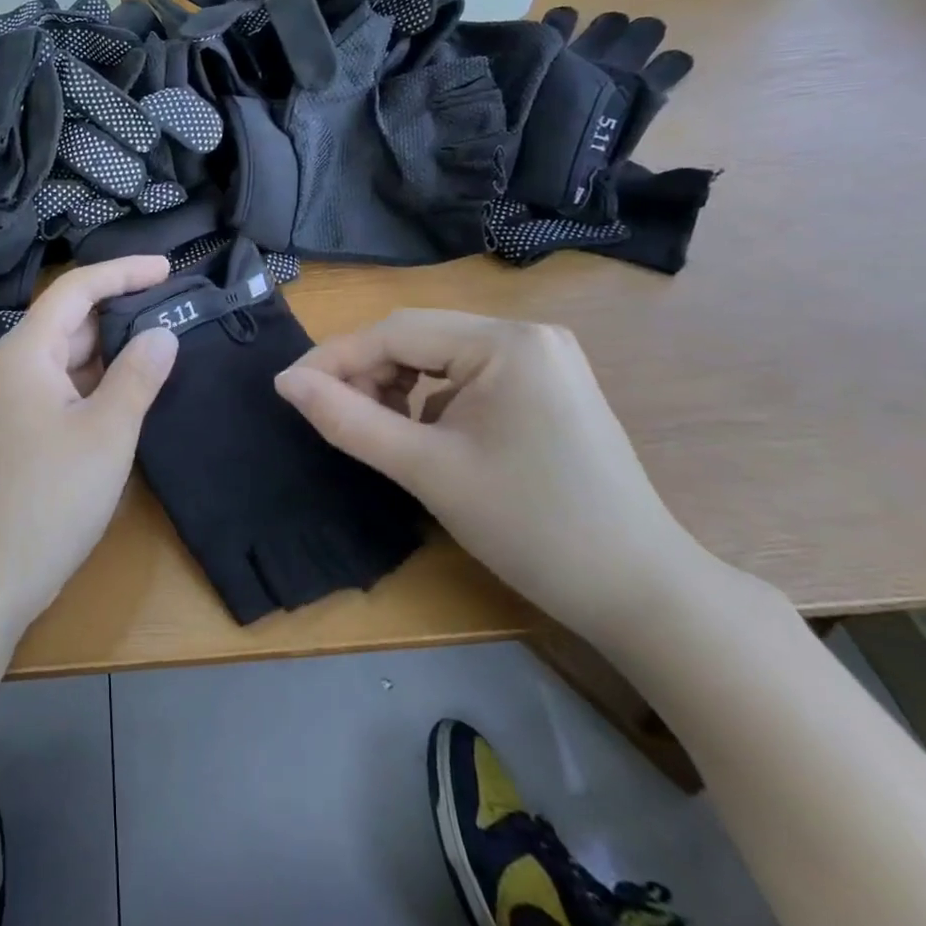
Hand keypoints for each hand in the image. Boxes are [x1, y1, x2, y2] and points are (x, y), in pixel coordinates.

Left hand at [0, 256, 178, 636]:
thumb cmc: (50, 497)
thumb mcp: (107, 433)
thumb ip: (138, 375)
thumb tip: (162, 333)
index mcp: (25, 353)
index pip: (75, 290)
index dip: (122, 272)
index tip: (168, 269)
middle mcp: (9, 368)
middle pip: (68, 322)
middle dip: (120, 313)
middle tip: (174, 312)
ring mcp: (6, 403)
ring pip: (64, 359)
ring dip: (108, 352)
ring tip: (160, 347)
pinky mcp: (11, 433)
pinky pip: (57, 389)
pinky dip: (92, 383)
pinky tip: (126, 393)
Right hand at [274, 311, 714, 642]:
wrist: (640, 593)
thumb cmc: (530, 526)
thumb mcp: (426, 470)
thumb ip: (348, 419)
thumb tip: (285, 384)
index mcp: (506, 341)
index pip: (394, 332)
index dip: (333, 358)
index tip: (287, 391)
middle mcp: (527, 334)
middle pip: (417, 339)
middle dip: (366, 374)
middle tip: (330, 417)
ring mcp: (543, 360)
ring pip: (438, 358)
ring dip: (396, 386)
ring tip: (377, 431)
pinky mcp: (546, 388)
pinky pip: (466, 378)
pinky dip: (430, 401)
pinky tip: (424, 438)